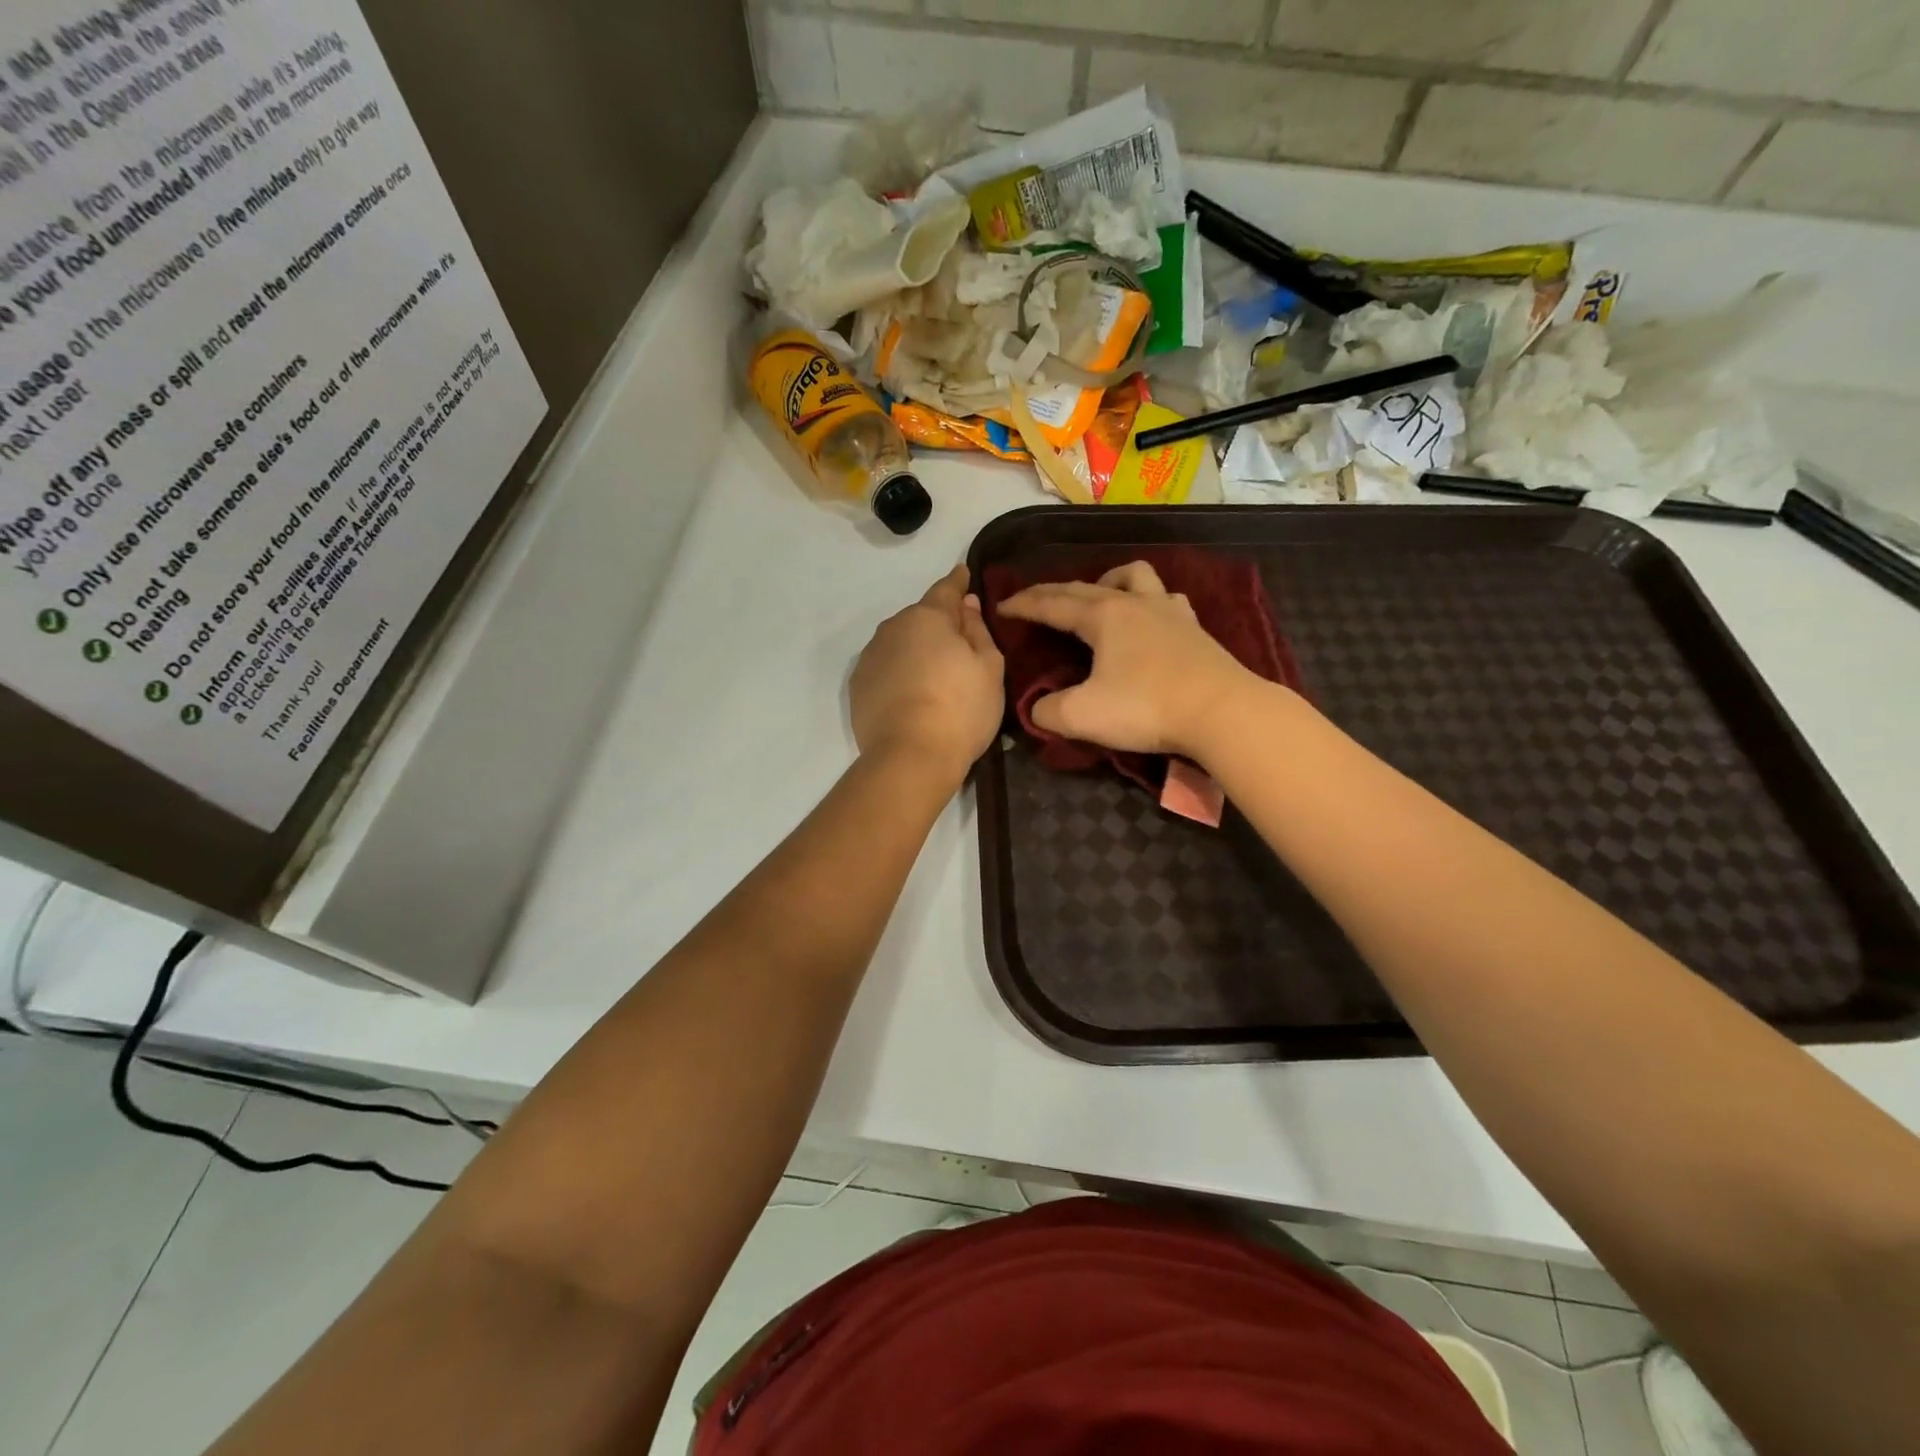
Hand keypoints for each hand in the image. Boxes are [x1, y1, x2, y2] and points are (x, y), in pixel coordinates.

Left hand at [851, 565, 1004, 784]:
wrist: (910, 756)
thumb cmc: (960, 709)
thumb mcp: (988, 667)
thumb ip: (978, 630)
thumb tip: (966, 604)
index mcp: (927, 617)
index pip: (946, 589)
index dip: (958, 582)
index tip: (964, 574)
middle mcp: (892, 628)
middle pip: (920, 618)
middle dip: (938, 624)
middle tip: (959, 644)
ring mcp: (870, 657)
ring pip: (899, 643)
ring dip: (915, 649)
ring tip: (933, 674)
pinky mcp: (858, 687)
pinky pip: (885, 668)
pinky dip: (899, 673)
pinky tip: (911, 694)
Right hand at [995, 560, 1259, 758]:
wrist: (1222, 712)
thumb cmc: (1147, 708)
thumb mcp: (1082, 716)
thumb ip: (1049, 711)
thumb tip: (1038, 708)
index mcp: (1103, 616)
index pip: (1052, 604)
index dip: (1023, 605)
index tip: (1001, 606)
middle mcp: (1133, 603)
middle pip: (1085, 587)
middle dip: (1053, 592)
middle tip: (1032, 601)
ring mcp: (1169, 611)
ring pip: (1134, 577)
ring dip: (1109, 581)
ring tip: (1099, 598)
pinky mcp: (1194, 628)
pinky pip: (1166, 599)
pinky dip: (1149, 602)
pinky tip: (1149, 619)